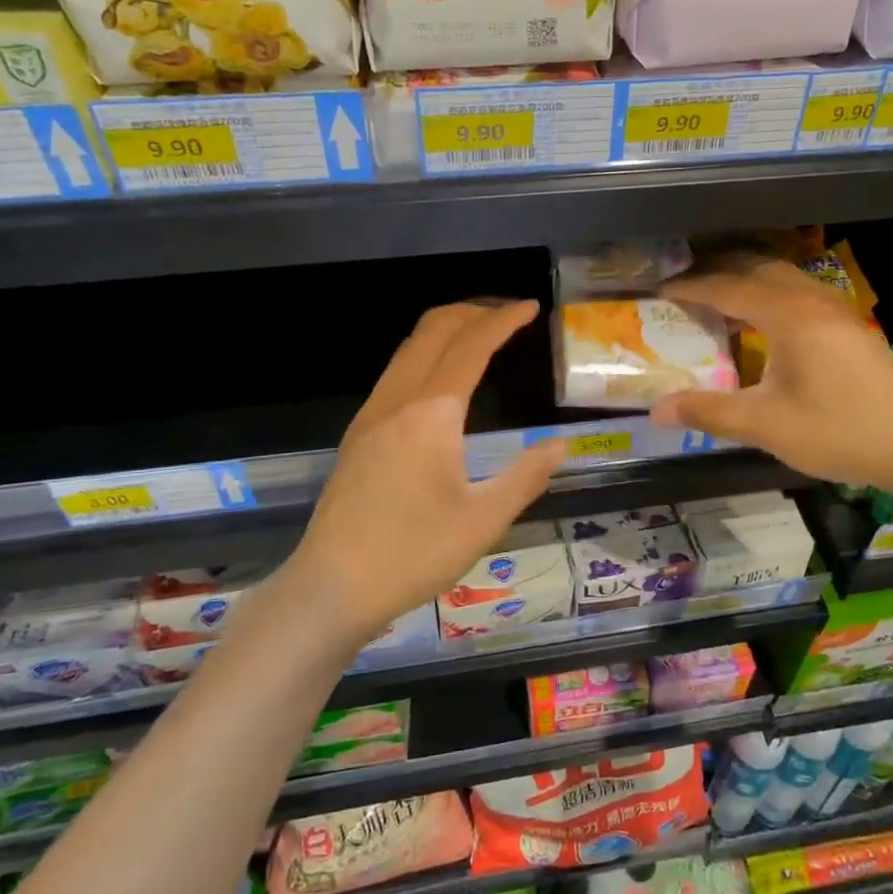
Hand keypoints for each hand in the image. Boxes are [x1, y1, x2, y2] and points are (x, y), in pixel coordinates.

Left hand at [289, 300, 569, 643]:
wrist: (332, 587)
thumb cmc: (413, 555)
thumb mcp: (484, 521)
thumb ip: (526, 476)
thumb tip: (561, 444)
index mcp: (431, 413)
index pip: (471, 346)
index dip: (503, 320)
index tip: (531, 306)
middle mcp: (397, 400)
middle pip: (434, 331)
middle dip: (473, 311)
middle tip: (509, 315)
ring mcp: (371, 414)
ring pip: (410, 348)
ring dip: (447, 330)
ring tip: (481, 335)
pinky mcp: (359, 433)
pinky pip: (397, 371)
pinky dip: (427, 353)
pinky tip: (442, 380)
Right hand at [648, 258, 892, 496]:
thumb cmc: (842, 431)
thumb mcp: (767, 426)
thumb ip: (710, 413)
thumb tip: (656, 410)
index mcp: (789, 315)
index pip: (728, 288)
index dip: (691, 288)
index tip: (660, 290)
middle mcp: (814, 302)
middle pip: (758, 269)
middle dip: (719, 273)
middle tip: (685, 289)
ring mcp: (839, 312)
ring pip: (785, 280)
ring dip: (748, 282)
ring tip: (720, 302)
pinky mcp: (853, 329)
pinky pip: (801, 295)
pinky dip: (772, 297)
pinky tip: (768, 325)